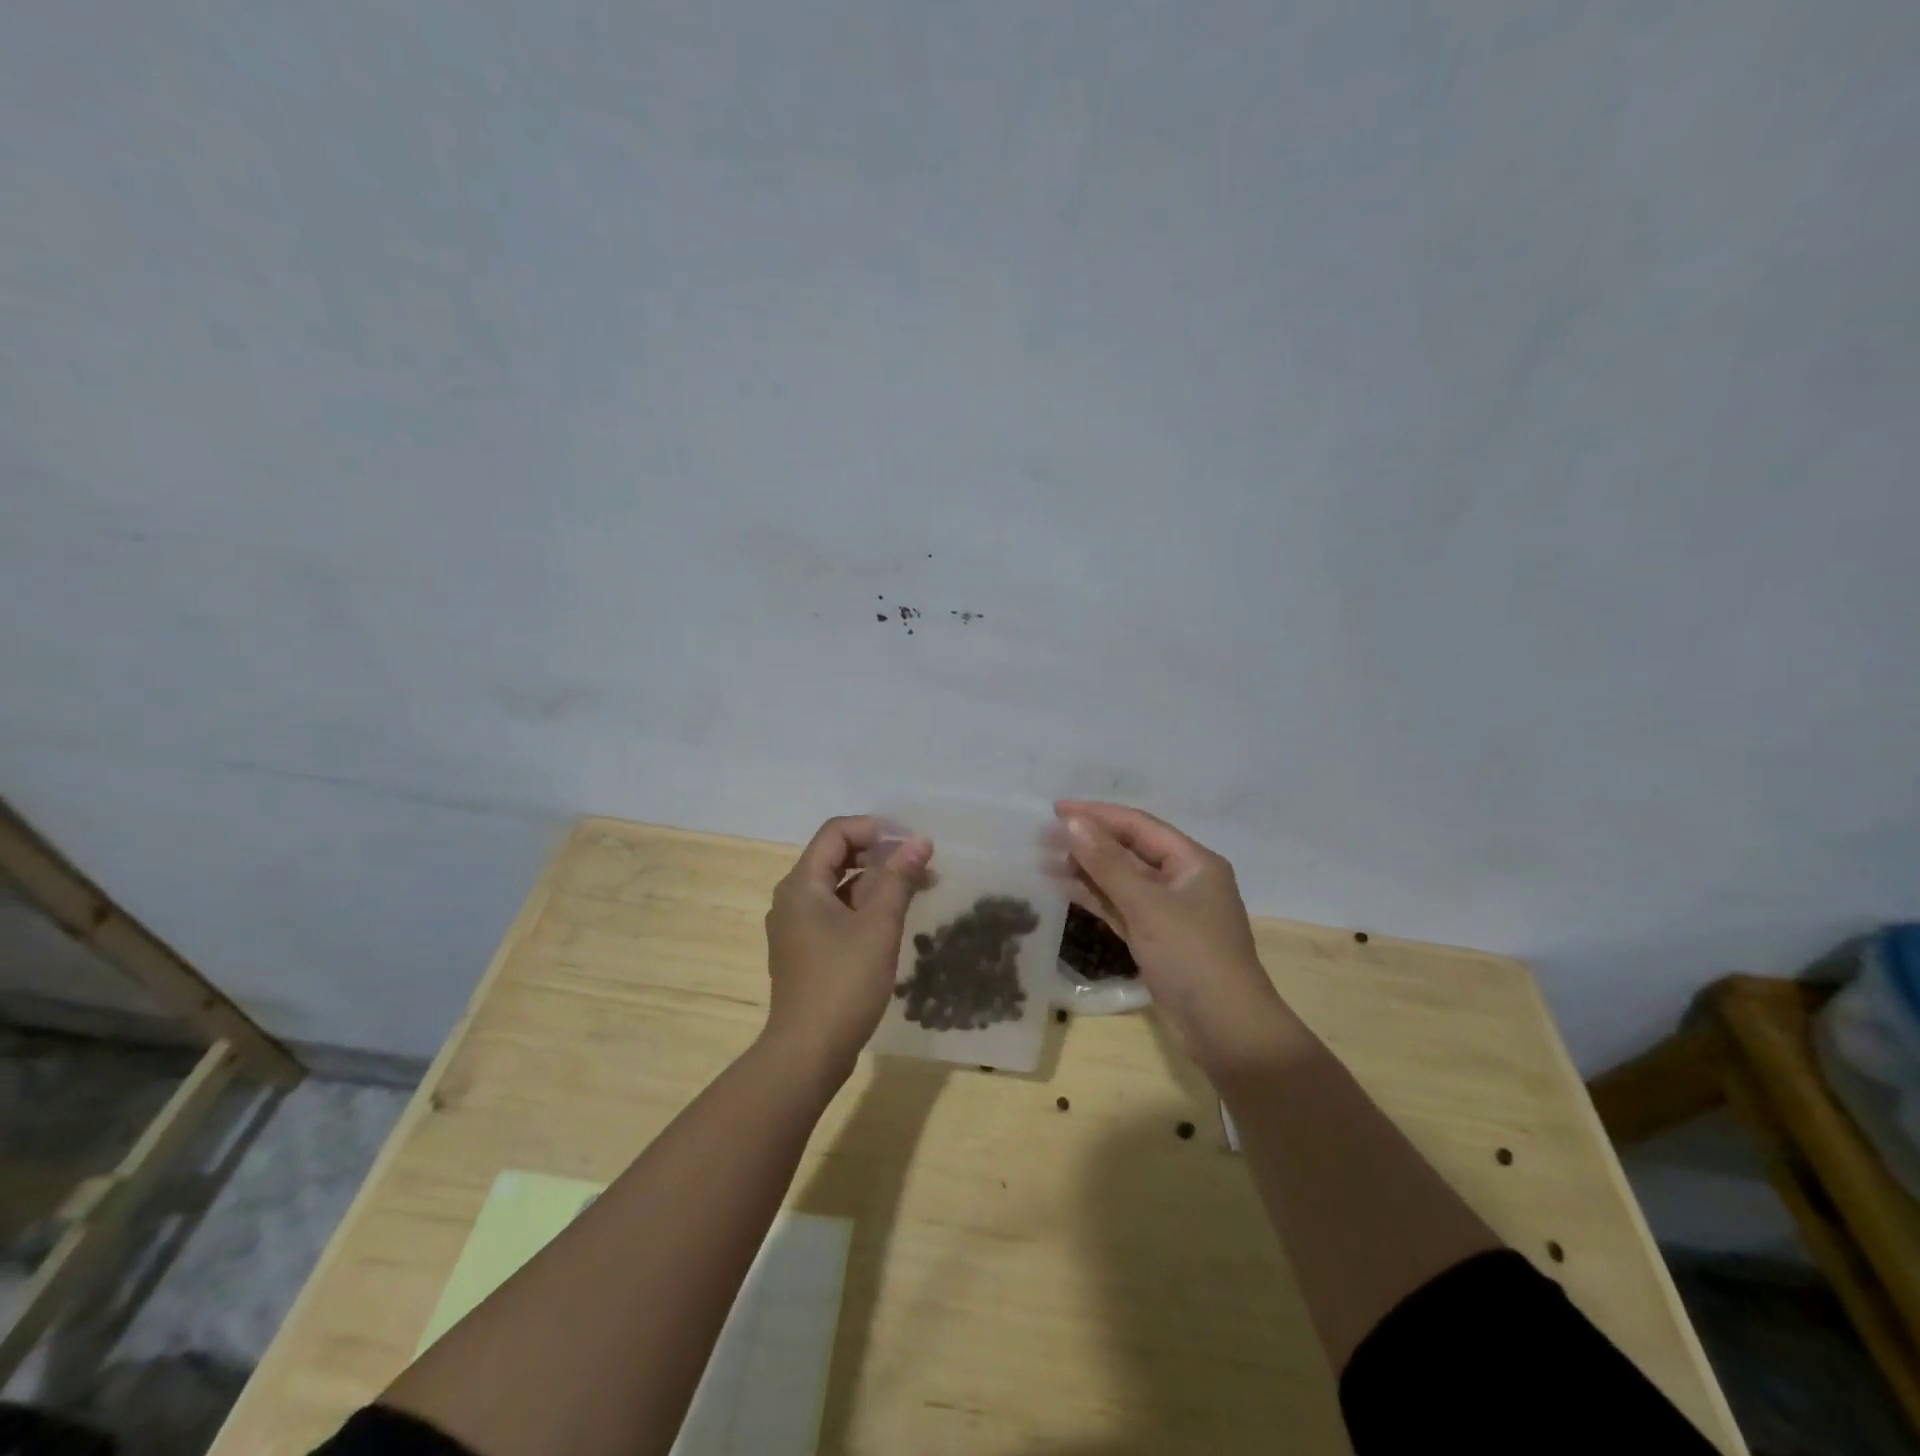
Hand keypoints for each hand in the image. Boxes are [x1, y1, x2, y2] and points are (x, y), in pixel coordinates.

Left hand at [762, 815, 931, 1088]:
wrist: (807, 1053)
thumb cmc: (843, 982)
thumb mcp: (878, 925)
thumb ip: (899, 878)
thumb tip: (920, 841)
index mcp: (802, 884)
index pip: (836, 832)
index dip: (875, 829)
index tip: (911, 843)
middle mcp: (792, 898)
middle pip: (836, 857)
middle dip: (880, 855)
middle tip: (920, 866)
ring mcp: (795, 927)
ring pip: (838, 887)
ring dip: (876, 882)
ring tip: (917, 889)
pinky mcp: (804, 951)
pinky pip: (835, 913)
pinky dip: (863, 907)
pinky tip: (893, 919)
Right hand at [1054, 801, 1298, 1075]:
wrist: (1226, 1031)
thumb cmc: (1192, 957)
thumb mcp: (1147, 904)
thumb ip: (1106, 862)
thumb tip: (1070, 822)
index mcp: (1193, 862)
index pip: (1138, 825)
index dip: (1097, 815)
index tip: (1055, 809)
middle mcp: (1182, 880)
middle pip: (1128, 851)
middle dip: (1088, 842)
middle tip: (1043, 836)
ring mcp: (1168, 911)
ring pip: (1121, 880)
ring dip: (1086, 869)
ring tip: (1044, 860)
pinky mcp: (1155, 938)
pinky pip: (1120, 906)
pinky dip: (1094, 897)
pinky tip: (1064, 888)